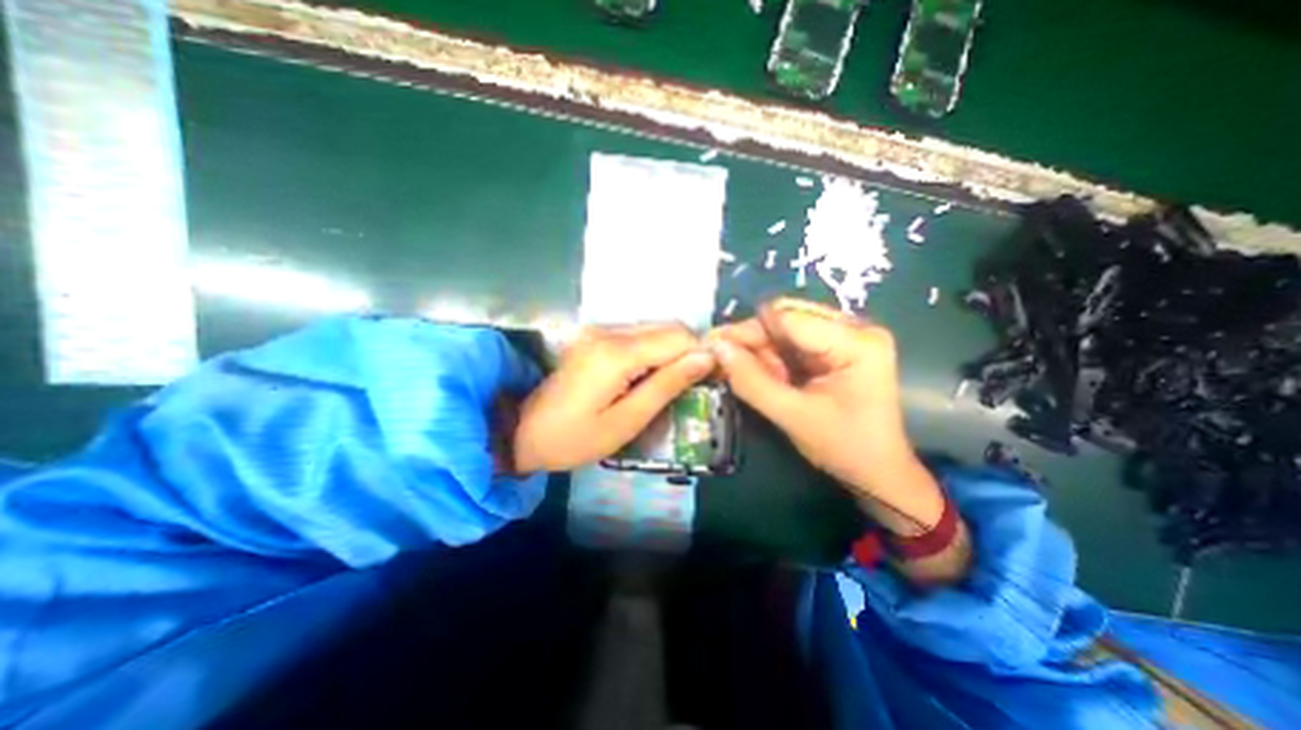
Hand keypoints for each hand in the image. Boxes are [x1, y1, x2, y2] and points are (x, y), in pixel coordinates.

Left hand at [509, 323, 710, 473]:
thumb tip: (705, 358)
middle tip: (693, 385)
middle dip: (688, 352)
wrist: (522, 433)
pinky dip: (653, 353)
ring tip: (672, 385)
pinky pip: (637, 336)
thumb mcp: (627, 421)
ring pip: (654, 330)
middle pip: (667, 328)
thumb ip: (667, 385)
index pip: (678, 337)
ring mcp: (599, 331)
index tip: (711, 379)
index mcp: (616, 352)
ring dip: (671, 353)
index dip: (701, 354)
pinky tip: (649, 378)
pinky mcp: (595, 337)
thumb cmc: (575, 438)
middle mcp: (608, 331)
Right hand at [709, 299, 918, 504]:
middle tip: (730, 365)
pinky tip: (773, 378)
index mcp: (856, 341)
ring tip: (757, 378)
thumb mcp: (792, 416)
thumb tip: (716, 347)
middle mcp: (856, 327)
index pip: (788, 318)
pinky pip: (795, 340)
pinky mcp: (840, 346)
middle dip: (755, 341)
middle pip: (787, 316)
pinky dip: (776, 357)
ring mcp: (850, 335)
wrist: (878, 472)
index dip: (747, 330)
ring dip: (764, 351)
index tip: (714, 347)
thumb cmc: (843, 448)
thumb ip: (751, 381)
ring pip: (786, 327)